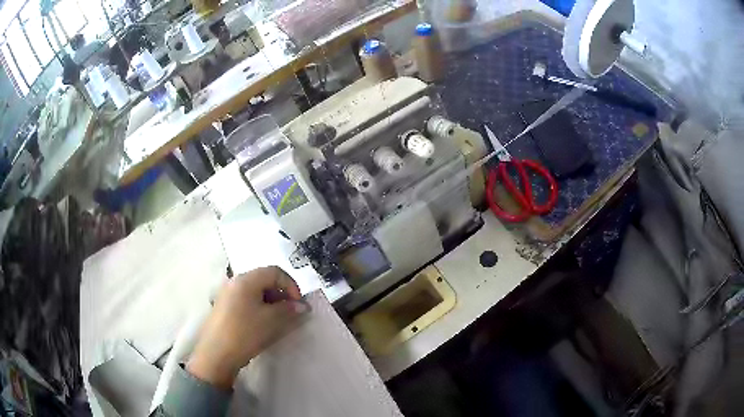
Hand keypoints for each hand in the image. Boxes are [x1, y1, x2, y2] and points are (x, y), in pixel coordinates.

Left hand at [186, 266, 303, 388]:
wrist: (216, 354)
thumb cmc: (245, 333)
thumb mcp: (271, 320)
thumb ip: (289, 309)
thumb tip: (303, 306)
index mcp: (246, 279)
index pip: (275, 272)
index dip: (291, 285)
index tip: (298, 304)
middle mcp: (234, 281)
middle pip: (264, 279)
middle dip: (281, 293)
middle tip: (290, 312)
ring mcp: (227, 293)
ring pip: (255, 290)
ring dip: (271, 301)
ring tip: (277, 319)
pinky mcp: (223, 306)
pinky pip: (246, 299)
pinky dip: (259, 307)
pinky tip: (262, 323)